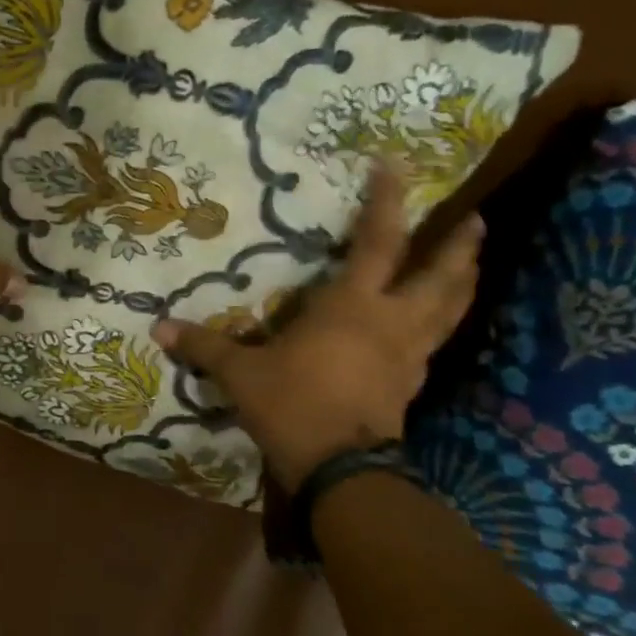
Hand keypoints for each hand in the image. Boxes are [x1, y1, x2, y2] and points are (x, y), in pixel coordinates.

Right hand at [150, 164, 482, 492]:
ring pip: (449, 311)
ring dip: (464, 284)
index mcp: (352, 306)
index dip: (386, 201)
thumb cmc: (292, 405)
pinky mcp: (411, 387)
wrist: (340, 470)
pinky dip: (441, 327)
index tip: (396, 165)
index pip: (377, 242)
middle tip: (476, 220)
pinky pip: (435, 346)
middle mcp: (391, 322)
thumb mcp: (241, 374)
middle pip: (438, 276)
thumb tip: (158, 327)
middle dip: (459, 246)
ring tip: (473, 264)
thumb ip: (204, 346)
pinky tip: (434, 329)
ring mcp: (408, 356)